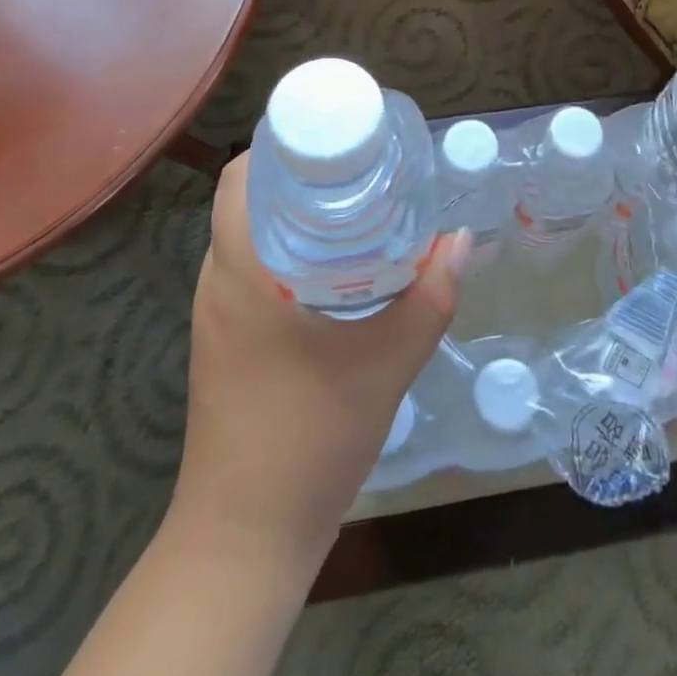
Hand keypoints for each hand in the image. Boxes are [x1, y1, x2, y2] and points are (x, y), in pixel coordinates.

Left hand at [171, 153, 470, 573]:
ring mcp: (215, 314)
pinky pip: (250, 268)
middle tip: (359, 165)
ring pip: (248, 234)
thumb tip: (461, 240)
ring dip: (292, 212)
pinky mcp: (224, 341)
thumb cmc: (310, 438)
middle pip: (246, 199)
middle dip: (299, 174)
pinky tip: (333, 263)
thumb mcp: (387, 364)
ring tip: (353, 202)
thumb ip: (430, 298)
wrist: (246, 538)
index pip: (240, 179)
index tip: (335, 137)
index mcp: (243, 273)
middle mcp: (218, 282)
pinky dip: (286, 248)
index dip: (281, 144)